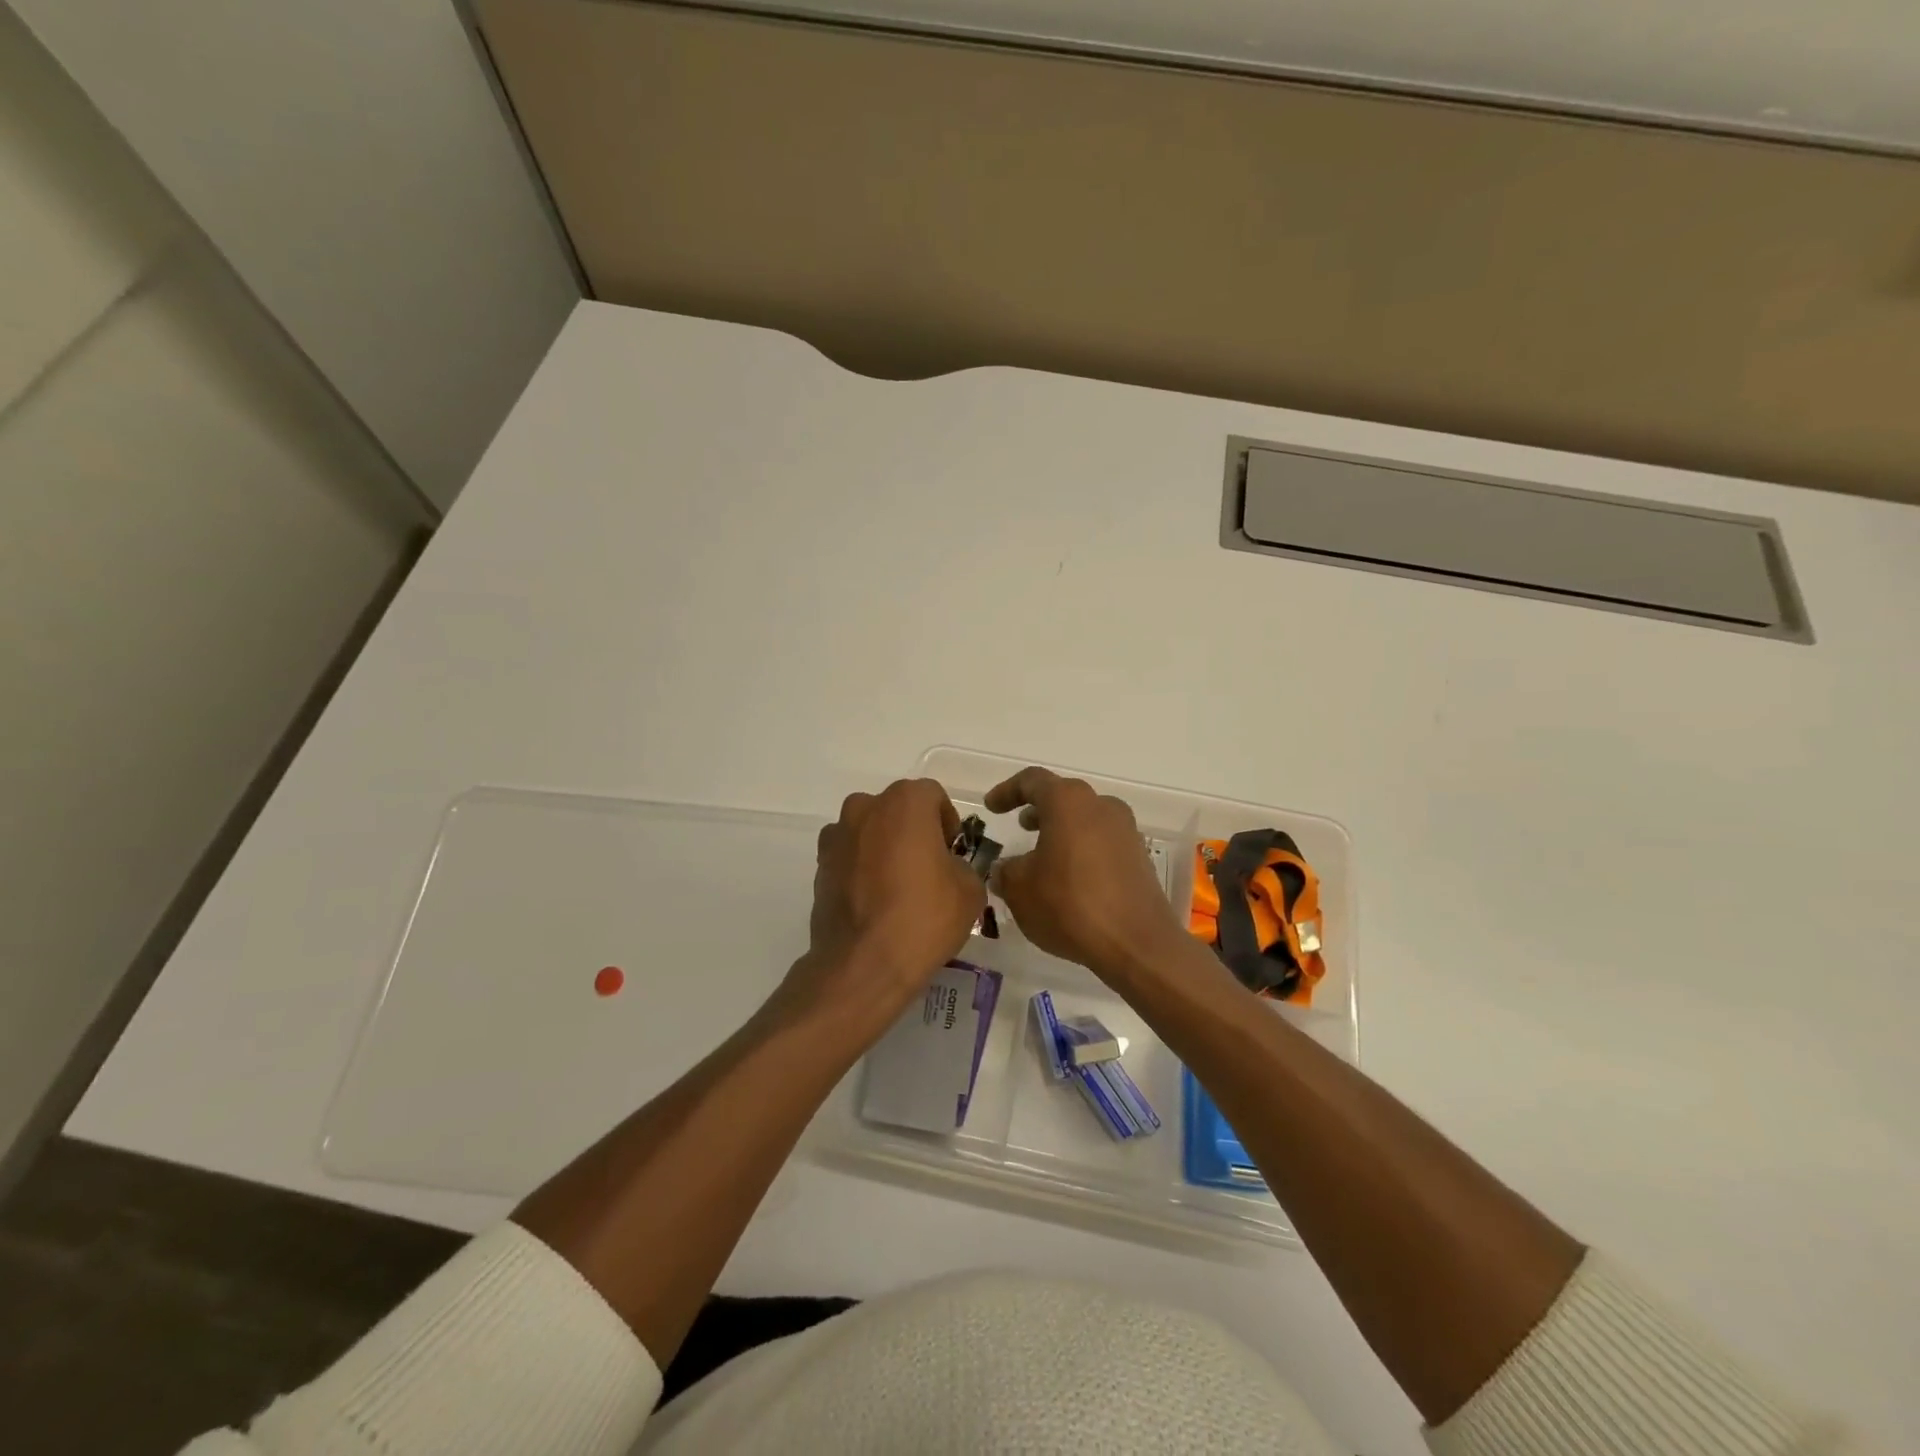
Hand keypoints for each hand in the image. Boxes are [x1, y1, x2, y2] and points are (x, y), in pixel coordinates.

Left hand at [785, 779, 985, 1026]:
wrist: (863, 964)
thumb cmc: (923, 917)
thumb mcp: (970, 891)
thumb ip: (963, 866)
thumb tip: (949, 868)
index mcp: (905, 802)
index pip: (933, 796)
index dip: (947, 822)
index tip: (953, 853)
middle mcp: (865, 808)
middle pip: (897, 809)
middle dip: (913, 831)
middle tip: (928, 868)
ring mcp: (837, 836)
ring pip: (869, 830)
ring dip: (884, 846)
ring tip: (897, 886)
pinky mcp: (819, 865)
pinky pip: (849, 856)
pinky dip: (861, 868)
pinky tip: (874, 901)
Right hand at [985, 767, 1192, 980]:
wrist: (1136, 943)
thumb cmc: (1070, 905)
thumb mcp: (1020, 890)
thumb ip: (1006, 871)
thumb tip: (1006, 869)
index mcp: (1068, 801)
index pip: (1032, 781)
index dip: (1007, 791)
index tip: (991, 807)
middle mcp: (1101, 806)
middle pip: (1064, 798)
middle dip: (1038, 810)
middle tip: (1020, 827)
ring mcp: (1126, 831)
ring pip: (1085, 820)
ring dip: (1061, 832)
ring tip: (1041, 856)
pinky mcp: (1139, 858)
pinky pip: (1102, 843)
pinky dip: (1081, 851)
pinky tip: (1069, 879)